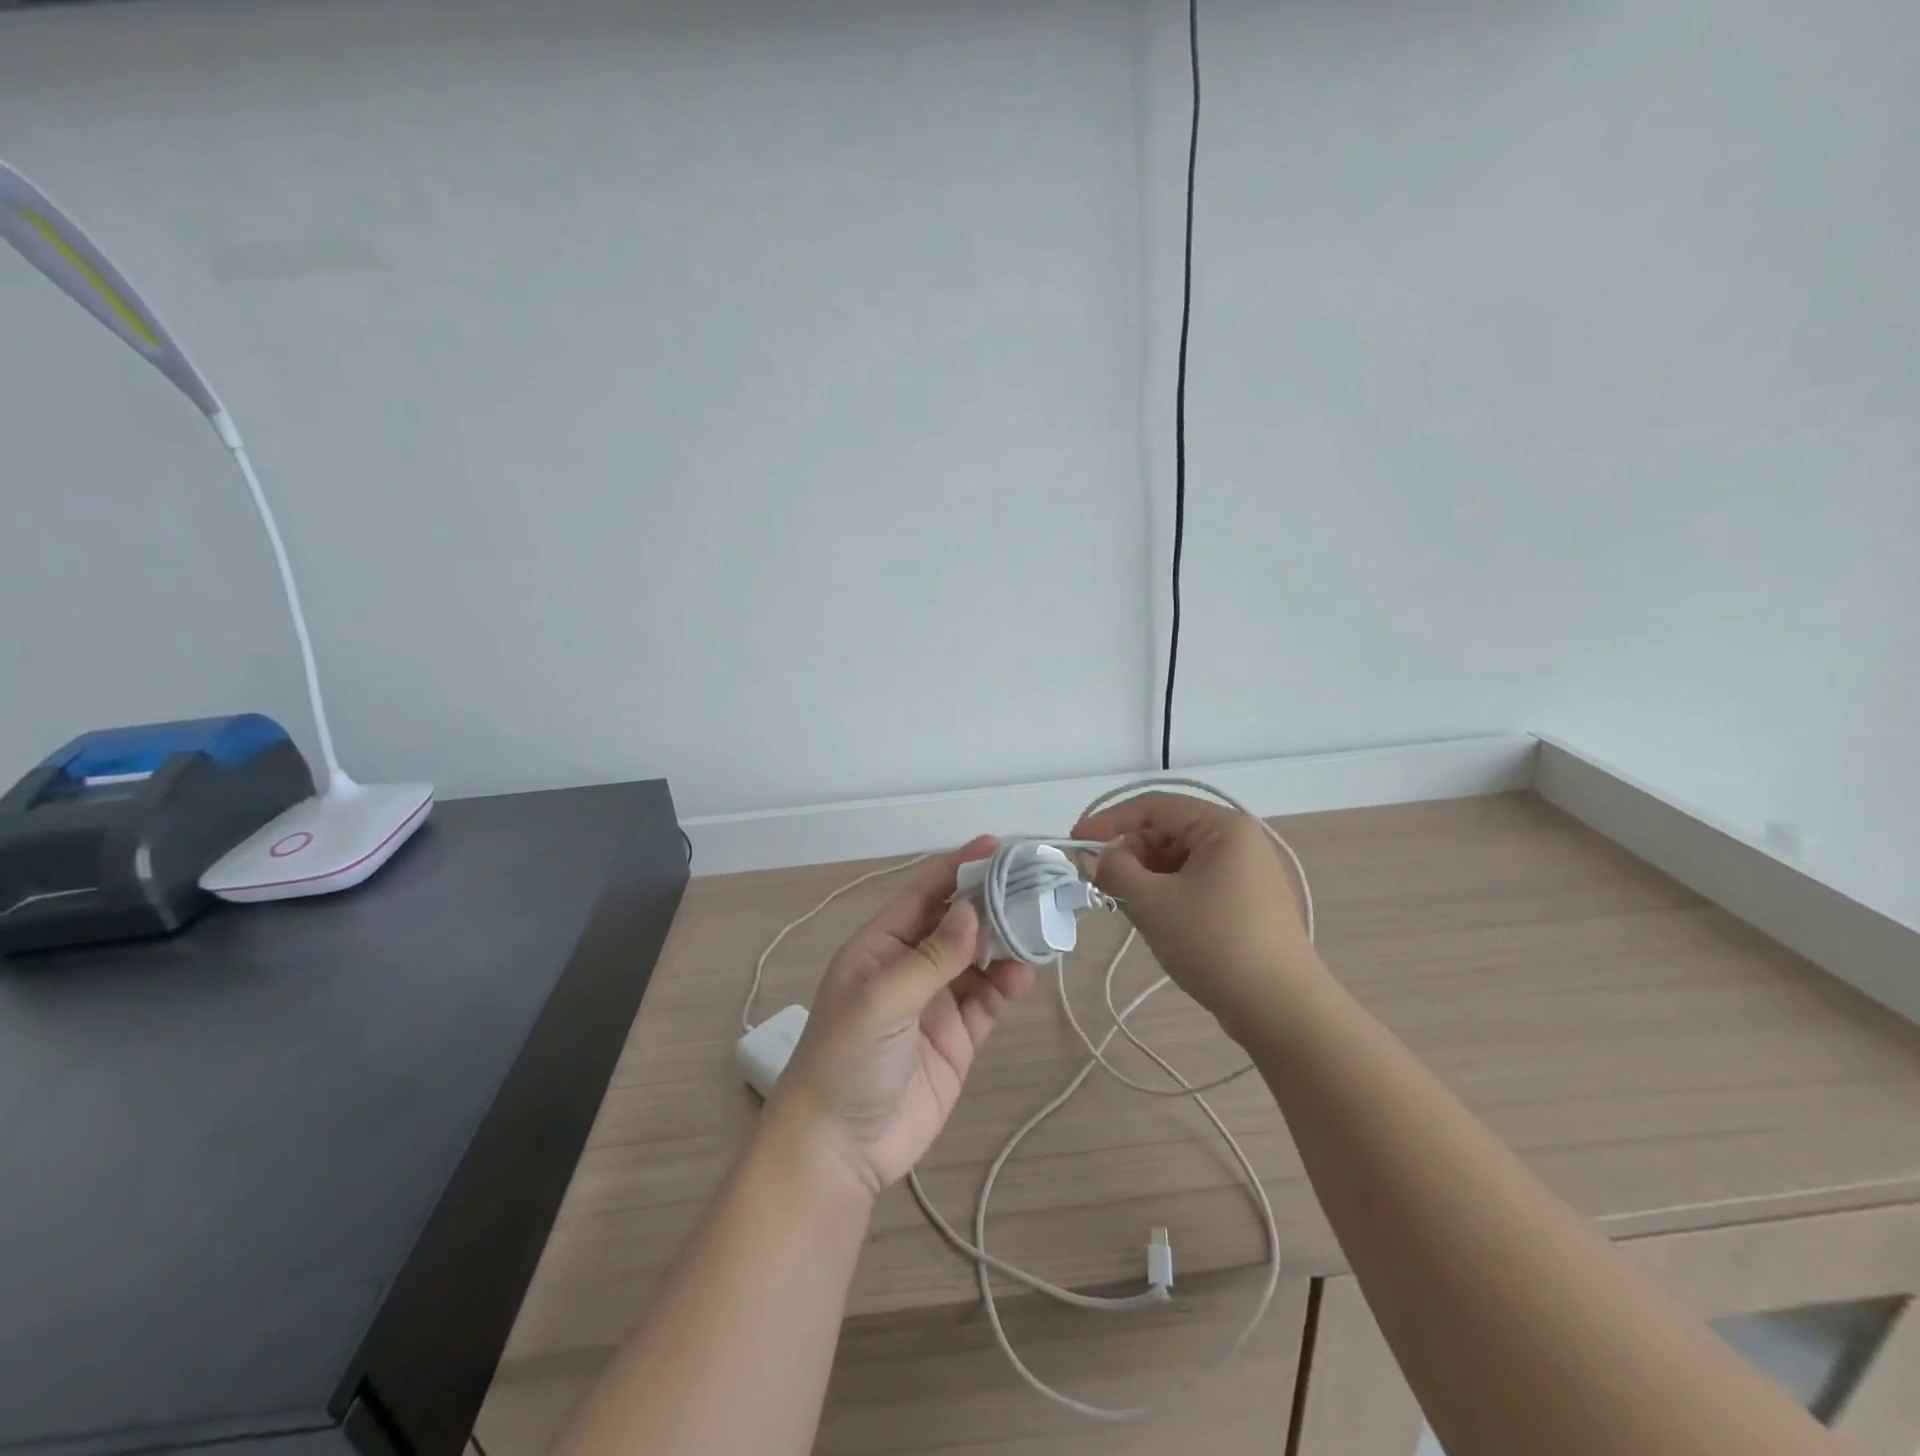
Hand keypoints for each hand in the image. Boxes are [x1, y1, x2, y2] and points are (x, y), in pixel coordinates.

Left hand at [766, 837, 1036, 1194]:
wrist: (839, 1151)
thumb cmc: (846, 1060)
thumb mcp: (882, 1000)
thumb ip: (931, 957)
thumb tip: (973, 911)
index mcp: (879, 947)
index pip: (923, 894)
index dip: (958, 868)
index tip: (998, 847)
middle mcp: (908, 967)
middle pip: (956, 923)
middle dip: (991, 902)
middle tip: (1034, 884)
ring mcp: (935, 1003)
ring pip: (978, 960)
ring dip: (1005, 943)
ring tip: (1037, 928)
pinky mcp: (957, 1039)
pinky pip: (987, 1001)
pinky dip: (1007, 984)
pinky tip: (1024, 975)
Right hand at [1073, 793, 1319, 1036]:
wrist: (1280, 1009)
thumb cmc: (1215, 944)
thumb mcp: (1154, 903)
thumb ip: (1116, 871)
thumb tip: (1101, 859)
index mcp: (1223, 827)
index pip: (1154, 807)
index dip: (1109, 821)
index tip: (1075, 841)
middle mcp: (1238, 841)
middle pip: (1167, 832)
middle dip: (1128, 854)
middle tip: (1098, 882)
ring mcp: (1245, 874)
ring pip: (1178, 860)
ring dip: (1145, 877)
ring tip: (1125, 905)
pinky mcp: (1246, 903)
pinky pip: (1194, 883)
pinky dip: (1166, 893)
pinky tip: (1153, 919)